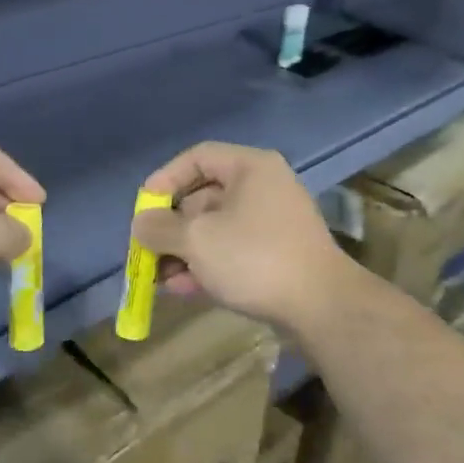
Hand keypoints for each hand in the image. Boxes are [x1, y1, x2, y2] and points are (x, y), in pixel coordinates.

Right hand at [132, 142, 356, 332]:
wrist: (321, 305)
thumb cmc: (254, 258)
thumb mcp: (196, 239)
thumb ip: (160, 228)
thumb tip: (142, 223)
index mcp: (251, 168)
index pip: (198, 157)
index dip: (165, 179)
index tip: (143, 207)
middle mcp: (264, 187)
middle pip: (205, 196)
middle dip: (171, 226)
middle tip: (147, 250)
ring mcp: (273, 223)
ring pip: (217, 228)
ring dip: (185, 251)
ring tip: (159, 278)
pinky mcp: (278, 254)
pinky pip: (233, 251)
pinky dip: (208, 265)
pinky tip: (183, 289)